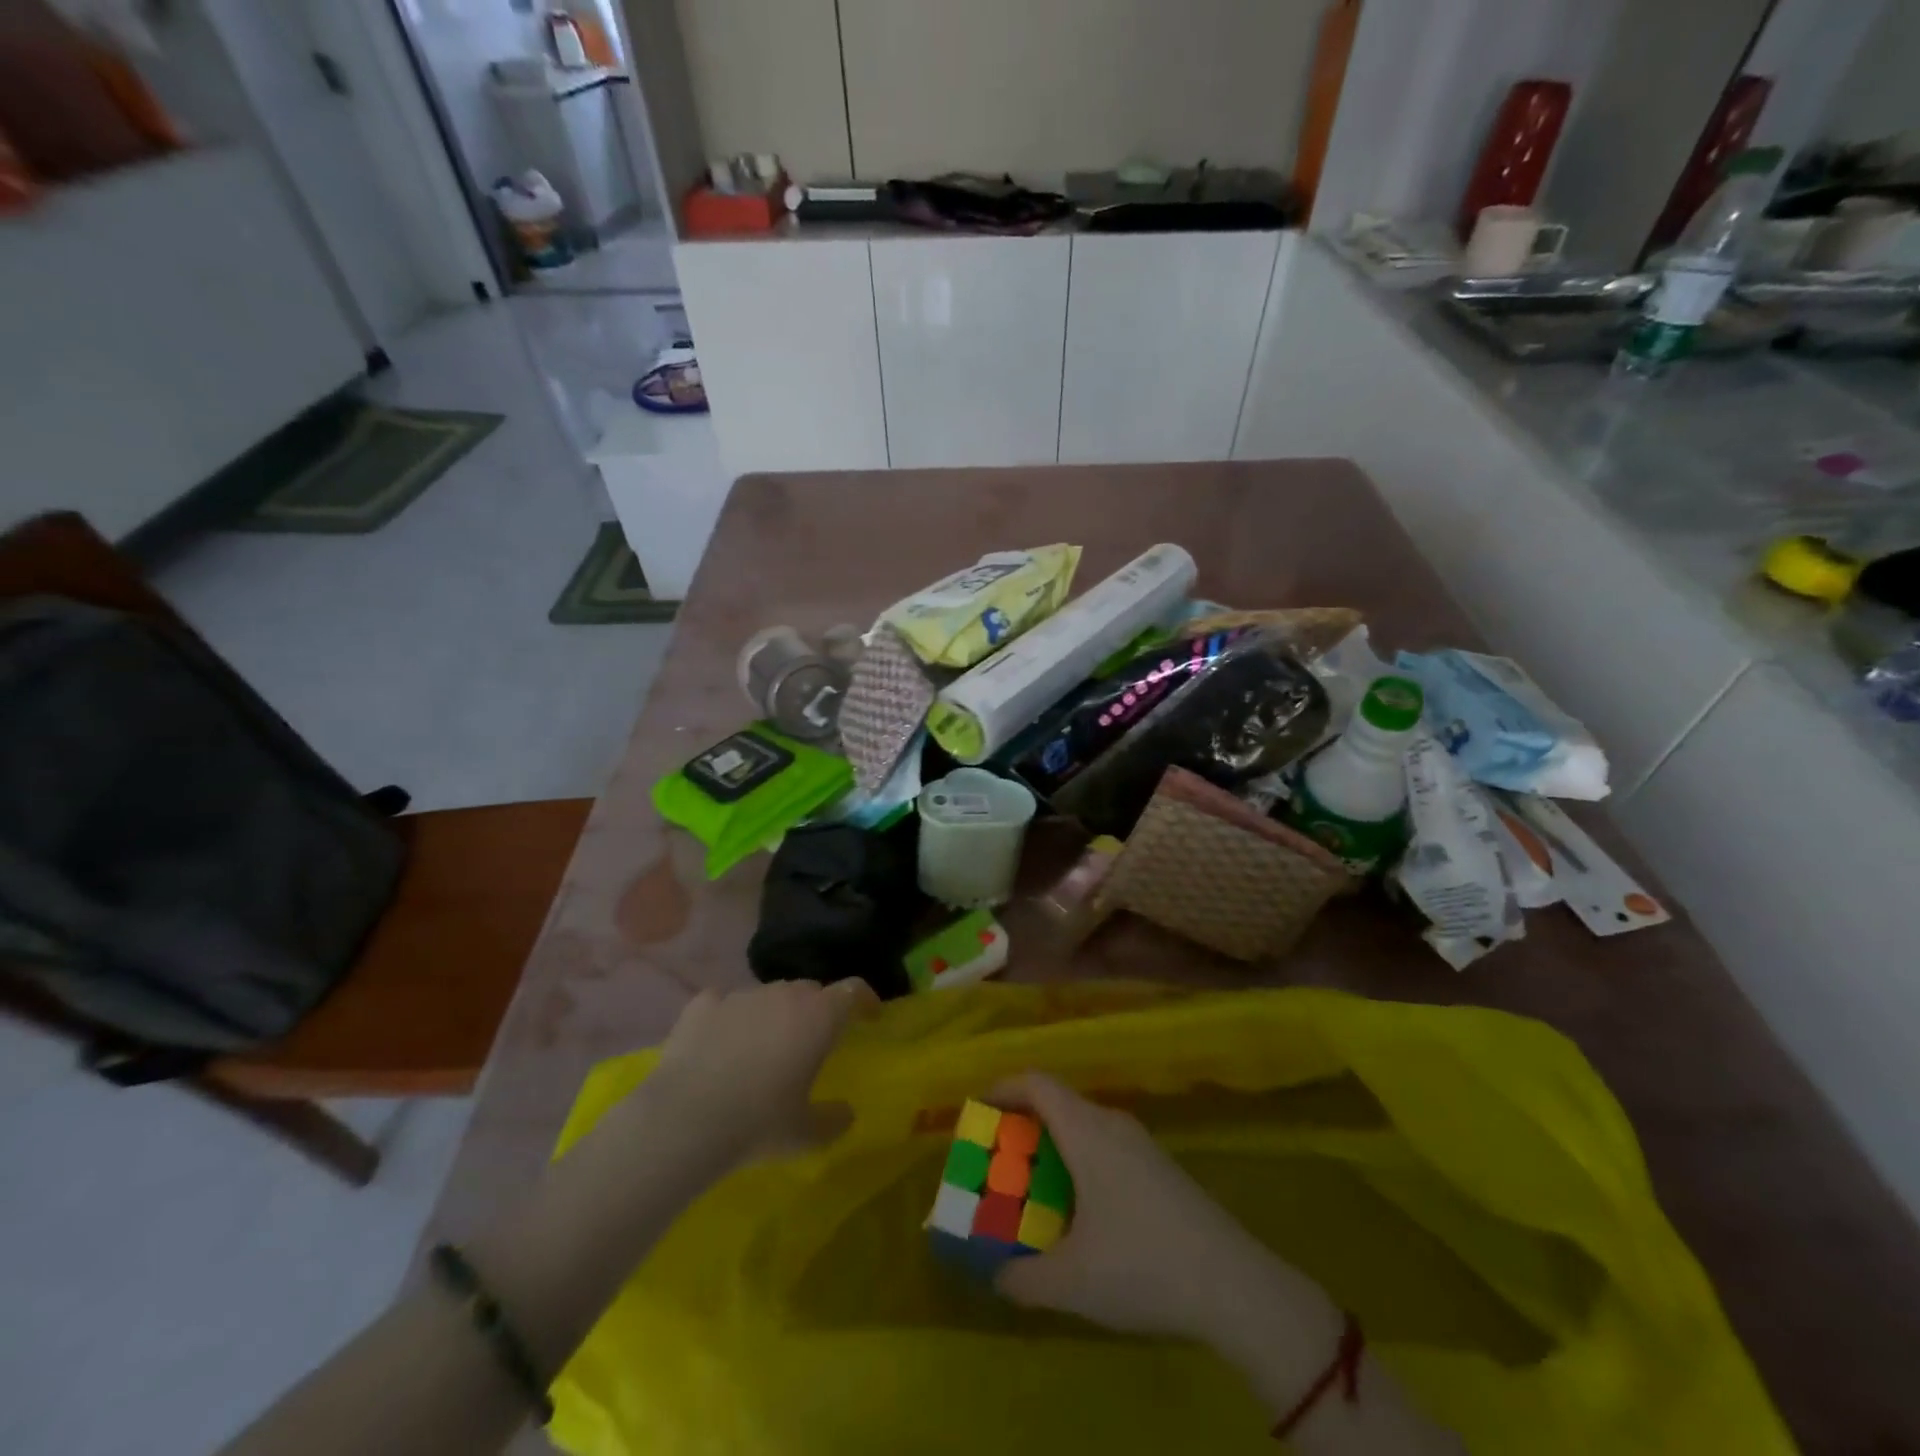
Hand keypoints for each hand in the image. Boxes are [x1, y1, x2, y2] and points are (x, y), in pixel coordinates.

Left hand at [646, 978, 875, 1163]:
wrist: (684, 1120)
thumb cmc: (759, 1123)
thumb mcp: (806, 1135)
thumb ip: (834, 1119)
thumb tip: (846, 1112)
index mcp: (818, 1016)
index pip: (853, 990)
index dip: (865, 1000)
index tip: (869, 1017)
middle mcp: (783, 994)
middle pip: (810, 990)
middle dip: (817, 1009)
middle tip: (812, 1042)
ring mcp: (740, 995)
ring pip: (768, 994)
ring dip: (773, 1014)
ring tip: (763, 1048)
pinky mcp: (702, 1004)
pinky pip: (724, 1002)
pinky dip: (728, 1017)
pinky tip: (720, 1042)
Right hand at [991, 1073, 1340, 1354]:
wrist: (1234, 1285)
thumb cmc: (1142, 1266)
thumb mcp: (1071, 1282)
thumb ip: (1022, 1277)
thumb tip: (996, 1275)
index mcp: (1086, 1131)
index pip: (1036, 1083)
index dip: (1001, 1088)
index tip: (976, 1112)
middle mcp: (1112, 1124)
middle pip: (1057, 1103)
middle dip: (1021, 1126)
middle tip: (997, 1163)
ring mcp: (1141, 1144)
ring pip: (1083, 1127)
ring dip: (1051, 1148)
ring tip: (1031, 1190)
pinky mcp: (1159, 1168)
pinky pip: (1104, 1146)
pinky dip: (1078, 1162)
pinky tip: (1079, 1212)